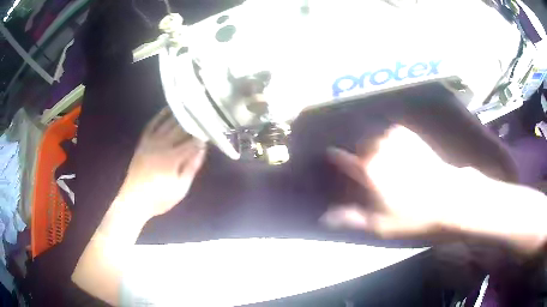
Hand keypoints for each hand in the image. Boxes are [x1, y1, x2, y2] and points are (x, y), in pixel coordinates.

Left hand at [120, 107, 206, 217]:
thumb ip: (191, 168)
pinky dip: (160, 116)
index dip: (203, 136)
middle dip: (193, 121)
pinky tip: (167, 109)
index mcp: (172, 158)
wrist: (134, 200)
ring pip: (167, 123)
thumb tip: (202, 149)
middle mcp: (162, 145)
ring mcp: (150, 142)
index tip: (212, 130)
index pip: (192, 142)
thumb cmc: (159, 198)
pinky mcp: (143, 142)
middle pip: (180, 129)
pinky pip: (151, 125)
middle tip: (204, 114)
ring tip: (191, 106)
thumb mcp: (180, 188)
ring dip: (179, 114)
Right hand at [323, 125, 481, 238]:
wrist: (448, 197)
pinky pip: (388, 133)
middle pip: (358, 147)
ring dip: (374, 148)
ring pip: (374, 138)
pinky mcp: (408, 134)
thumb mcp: (380, 225)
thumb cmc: (413, 215)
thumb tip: (325, 216)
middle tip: (369, 175)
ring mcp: (395, 137)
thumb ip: (352, 217)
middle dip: (359, 158)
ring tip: (385, 165)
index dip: (336, 160)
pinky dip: (387, 141)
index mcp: (369, 168)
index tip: (333, 160)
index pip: (341, 158)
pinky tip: (397, 155)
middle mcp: (379, 147)